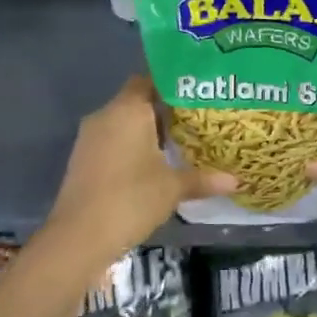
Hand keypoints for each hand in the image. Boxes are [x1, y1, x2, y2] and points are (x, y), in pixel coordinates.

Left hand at [45, 74, 236, 262]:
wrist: (79, 237)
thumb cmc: (131, 200)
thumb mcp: (173, 188)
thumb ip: (204, 179)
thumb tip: (237, 181)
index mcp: (128, 110)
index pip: (149, 80)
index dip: (173, 84)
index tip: (198, 92)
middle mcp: (106, 116)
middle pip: (137, 101)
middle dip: (165, 109)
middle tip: (198, 118)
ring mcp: (90, 138)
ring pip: (124, 123)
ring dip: (148, 130)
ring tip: (181, 141)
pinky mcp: (84, 160)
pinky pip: (113, 141)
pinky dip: (132, 146)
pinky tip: (155, 163)